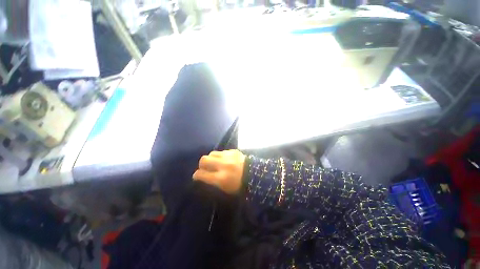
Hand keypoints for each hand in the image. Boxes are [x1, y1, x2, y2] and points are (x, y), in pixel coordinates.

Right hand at [193, 150, 245, 193]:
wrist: (255, 175)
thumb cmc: (240, 185)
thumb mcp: (225, 189)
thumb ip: (212, 183)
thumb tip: (202, 177)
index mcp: (221, 178)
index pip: (202, 174)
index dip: (197, 175)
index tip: (196, 176)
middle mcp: (223, 165)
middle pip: (204, 160)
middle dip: (201, 164)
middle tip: (204, 167)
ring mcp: (229, 156)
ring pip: (212, 153)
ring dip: (211, 158)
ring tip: (214, 162)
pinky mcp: (234, 151)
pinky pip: (222, 151)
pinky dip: (221, 156)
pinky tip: (224, 159)